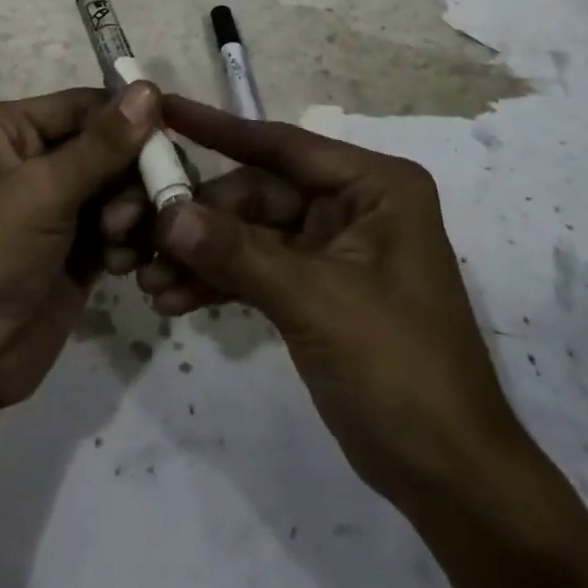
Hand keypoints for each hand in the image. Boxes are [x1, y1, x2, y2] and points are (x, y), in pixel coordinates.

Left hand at [0, 83, 159, 408]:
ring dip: (129, 212)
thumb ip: (103, 144)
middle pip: (106, 148)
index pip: (83, 106)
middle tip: (138, 206)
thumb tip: (149, 87)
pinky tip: (122, 265)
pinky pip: (115, 231)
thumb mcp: (42, 190)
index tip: (170, 137)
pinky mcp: (73, 253)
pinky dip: (126, 242)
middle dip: (129, 175)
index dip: (127, 119)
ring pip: (117, 190)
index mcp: (9, 130)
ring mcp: (53, 210)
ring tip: (117, 241)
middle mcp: (31, 161)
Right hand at [102, 94, 530, 511]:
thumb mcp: (316, 302)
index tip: (163, 107)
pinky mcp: (312, 288)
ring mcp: (329, 248)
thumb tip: (167, 215)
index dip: (218, 128)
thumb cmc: (400, 370)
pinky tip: (172, 299)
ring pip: (248, 233)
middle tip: (139, 230)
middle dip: (199, 217)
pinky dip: (217, 282)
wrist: (449, 480)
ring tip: (147, 277)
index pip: (282, 145)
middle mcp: (351, 205)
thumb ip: (238, 253)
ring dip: (200, 254)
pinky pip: (254, 270)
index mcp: (372, 186)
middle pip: (256, 193)